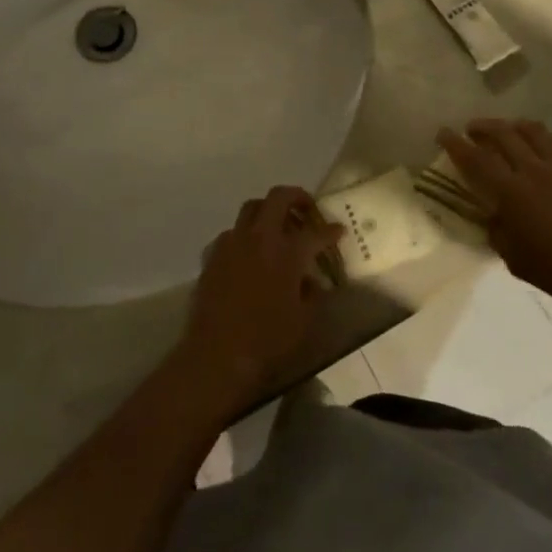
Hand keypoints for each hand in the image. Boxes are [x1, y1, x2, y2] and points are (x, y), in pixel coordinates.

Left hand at [177, 187, 340, 415]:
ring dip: (268, 211)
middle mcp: (259, 238)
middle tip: (307, 210)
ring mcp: (232, 243)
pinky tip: (249, 254)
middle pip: (278, 197)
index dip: (330, 231)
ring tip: (277, 228)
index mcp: (287, 253)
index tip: (338, 231)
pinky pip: (231, 232)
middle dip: (297, 197)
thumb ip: (312, 294)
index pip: (315, 232)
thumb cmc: (267, 341)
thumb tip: (311, 280)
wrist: (217, 354)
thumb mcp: (303, 321)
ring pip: (251, 208)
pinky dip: (245, 235)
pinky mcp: (213, 254)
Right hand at [437, 119, 551, 322]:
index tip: (443, 132)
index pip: (475, 159)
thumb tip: (492, 214)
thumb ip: (497, 229)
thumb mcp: (513, 257)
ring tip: (507, 130)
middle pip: (503, 134)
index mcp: (511, 193)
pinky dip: (549, 138)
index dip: (455, 143)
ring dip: (514, 126)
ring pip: (534, 130)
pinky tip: (546, 144)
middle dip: (483, 126)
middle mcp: (534, 170)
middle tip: (472, 129)